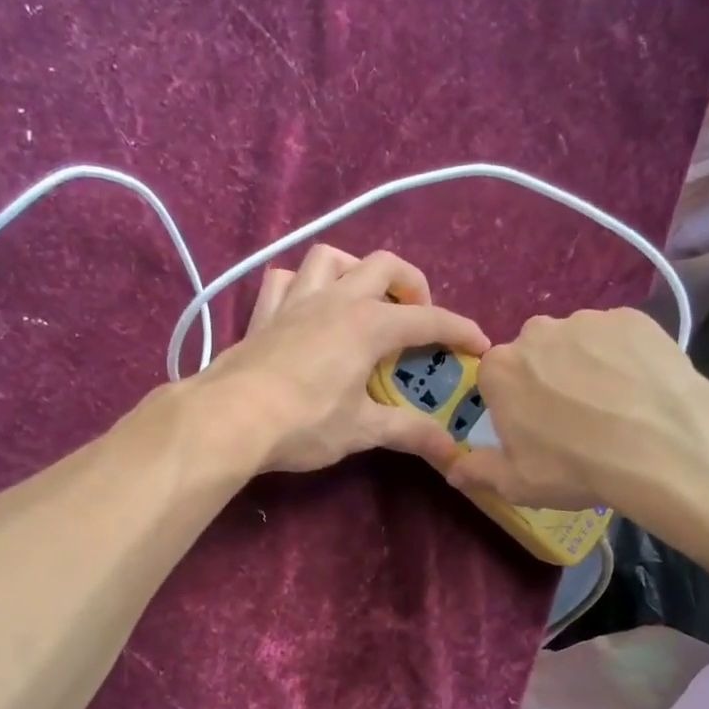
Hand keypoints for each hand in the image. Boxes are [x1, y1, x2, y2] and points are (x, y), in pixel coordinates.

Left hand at [195, 245, 489, 474]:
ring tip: (363, 300)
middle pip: (384, 266)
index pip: (427, 319)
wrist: (229, 418)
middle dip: (411, 284)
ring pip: (331, 258)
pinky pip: (284, 281)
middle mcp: (336, 300)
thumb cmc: (303, 422)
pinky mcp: (264, 314)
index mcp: (368, 325)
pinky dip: (301, 285)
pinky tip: (307, 307)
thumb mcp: (361, 430)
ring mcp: (296, 302)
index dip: (459, 329)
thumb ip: (408, 433)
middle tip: (417, 316)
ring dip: (354, 270)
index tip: (480, 343)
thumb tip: (451, 450)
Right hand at [446, 308, 708, 554]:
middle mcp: (537, 332)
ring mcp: (587, 320)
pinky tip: (641, 388)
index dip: (513, 405)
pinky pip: (618, 337)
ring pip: (577, 343)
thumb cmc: (576, 467)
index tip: (533, 429)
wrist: (663, 446)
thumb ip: (478, 471)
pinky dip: (624, 357)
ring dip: (586, 366)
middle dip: (547, 379)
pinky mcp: (633, 318)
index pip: (495, 379)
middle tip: (575, 418)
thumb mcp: (517, 483)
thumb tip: (453, 470)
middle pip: (535, 355)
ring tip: (616, 405)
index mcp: (500, 369)